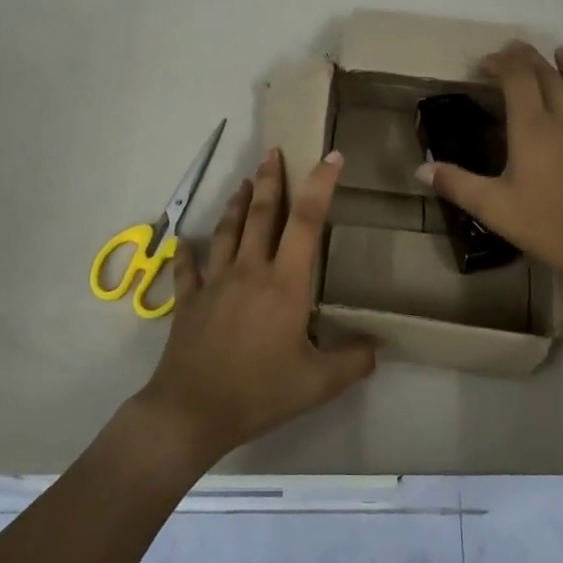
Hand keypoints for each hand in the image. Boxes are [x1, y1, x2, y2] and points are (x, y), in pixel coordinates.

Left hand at [135, 147, 375, 466]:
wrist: (192, 412)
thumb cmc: (260, 392)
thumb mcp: (318, 384)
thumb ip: (353, 362)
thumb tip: (376, 347)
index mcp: (285, 284)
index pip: (307, 222)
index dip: (321, 185)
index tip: (331, 157)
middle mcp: (250, 271)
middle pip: (263, 215)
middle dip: (271, 180)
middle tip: (273, 151)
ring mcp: (215, 283)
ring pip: (228, 232)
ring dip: (237, 204)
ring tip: (244, 182)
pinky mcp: (189, 302)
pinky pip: (188, 269)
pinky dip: (188, 252)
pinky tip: (186, 241)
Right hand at [418, 42, 562, 284]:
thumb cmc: (548, 226)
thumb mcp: (493, 208)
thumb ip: (456, 185)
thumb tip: (421, 167)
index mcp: (533, 129)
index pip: (518, 79)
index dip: (502, 63)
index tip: (485, 63)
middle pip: (549, 77)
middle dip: (529, 58)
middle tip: (514, 49)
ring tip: (562, 52)